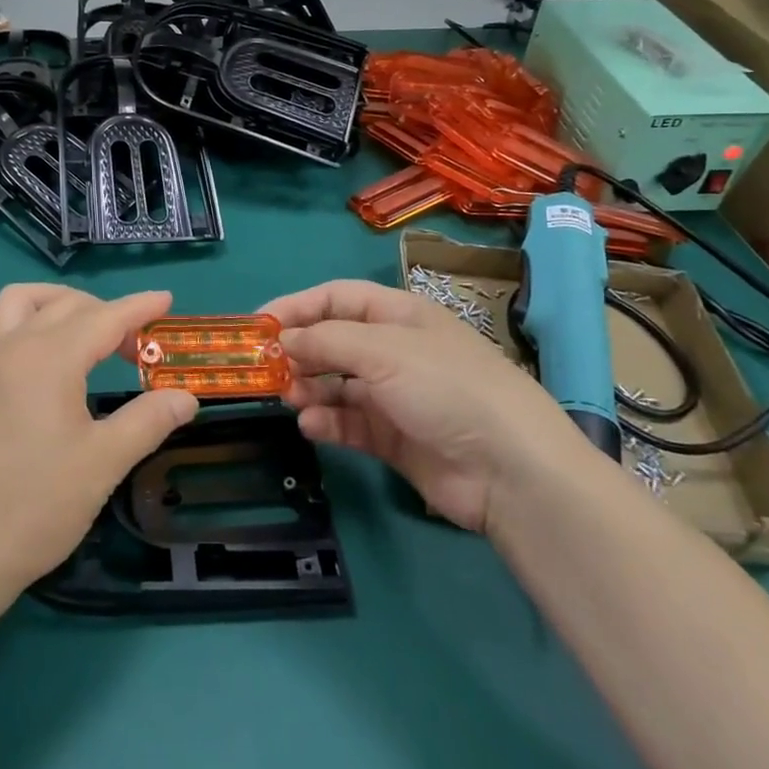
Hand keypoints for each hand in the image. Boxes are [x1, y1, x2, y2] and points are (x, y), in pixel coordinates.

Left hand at [0, 284, 196, 602]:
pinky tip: (36, 349)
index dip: (139, 307)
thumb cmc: (39, 504)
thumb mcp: (104, 462)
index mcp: (50, 358)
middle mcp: (15, 345)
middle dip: (109, 313)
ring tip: (87, 329)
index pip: (104, 318)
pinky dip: (20, 322)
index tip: (167, 300)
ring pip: (21, 301)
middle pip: (68, 306)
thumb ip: (148, 421)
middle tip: (138, 347)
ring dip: (58, 302)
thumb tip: (186, 397)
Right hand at [263, 279, 588, 534]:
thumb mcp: (383, 350)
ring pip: (337, 384)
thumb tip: (283, 339)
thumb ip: (326, 340)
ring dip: (309, 387)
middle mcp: (395, 351)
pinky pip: (350, 423)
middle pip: (333, 341)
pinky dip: (328, 422)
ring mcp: (395, 396)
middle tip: (266, 368)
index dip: (296, 306)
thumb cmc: (446, 387)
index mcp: (398, 315)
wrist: (510, 470)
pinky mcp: (395, 438)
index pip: (336, 298)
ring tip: (288, 397)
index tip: (257, 325)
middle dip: (299, 351)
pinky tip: (312, 426)